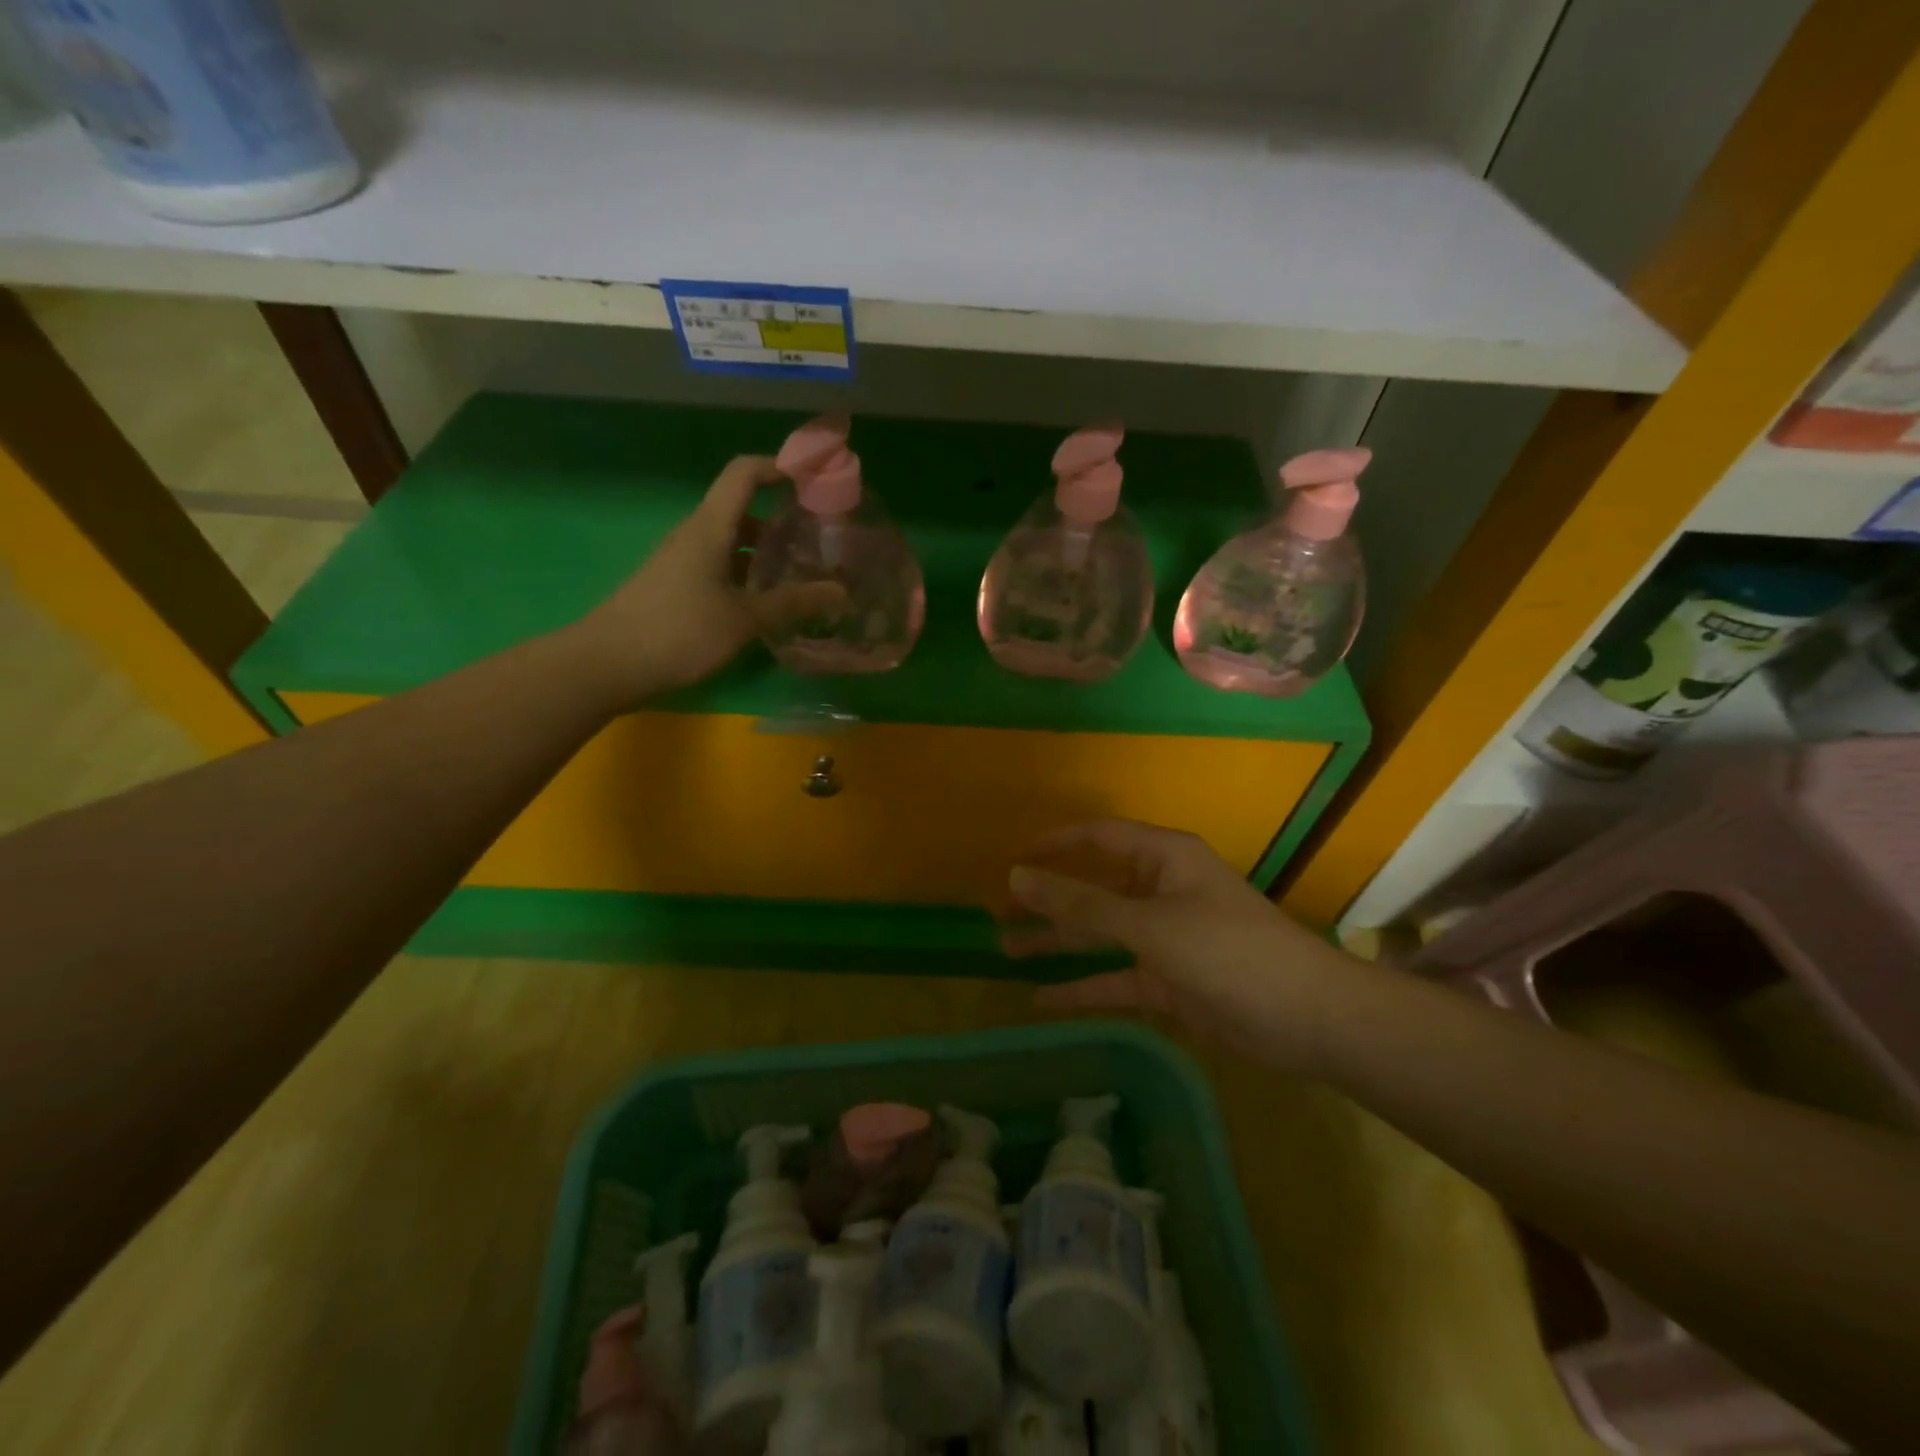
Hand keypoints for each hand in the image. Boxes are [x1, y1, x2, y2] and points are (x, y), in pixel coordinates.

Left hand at [568, 456, 839, 703]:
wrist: (608, 664)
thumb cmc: (679, 631)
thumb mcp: (744, 619)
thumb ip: (793, 603)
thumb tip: (842, 591)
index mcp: (710, 528)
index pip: (744, 474)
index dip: (778, 466)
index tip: (813, 477)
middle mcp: (695, 535)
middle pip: (741, 510)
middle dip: (781, 520)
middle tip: (819, 541)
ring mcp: (682, 561)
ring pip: (731, 543)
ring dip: (765, 553)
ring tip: (800, 575)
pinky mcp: (676, 586)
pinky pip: (719, 567)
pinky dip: (746, 575)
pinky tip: (765, 603)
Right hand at [1005, 819, 1360, 1070]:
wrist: (1305, 1018)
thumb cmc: (1226, 950)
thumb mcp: (1147, 923)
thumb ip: (1080, 903)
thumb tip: (1017, 876)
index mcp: (1162, 858)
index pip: (1097, 837)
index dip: (1053, 845)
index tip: (1011, 861)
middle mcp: (1160, 890)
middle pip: (1092, 888)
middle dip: (1047, 900)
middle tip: (998, 915)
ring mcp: (1163, 937)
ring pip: (1099, 933)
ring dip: (1057, 942)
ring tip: (1006, 951)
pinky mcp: (1167, 981)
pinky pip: (1114, 977)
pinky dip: (1082, 987)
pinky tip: (1041, 999)